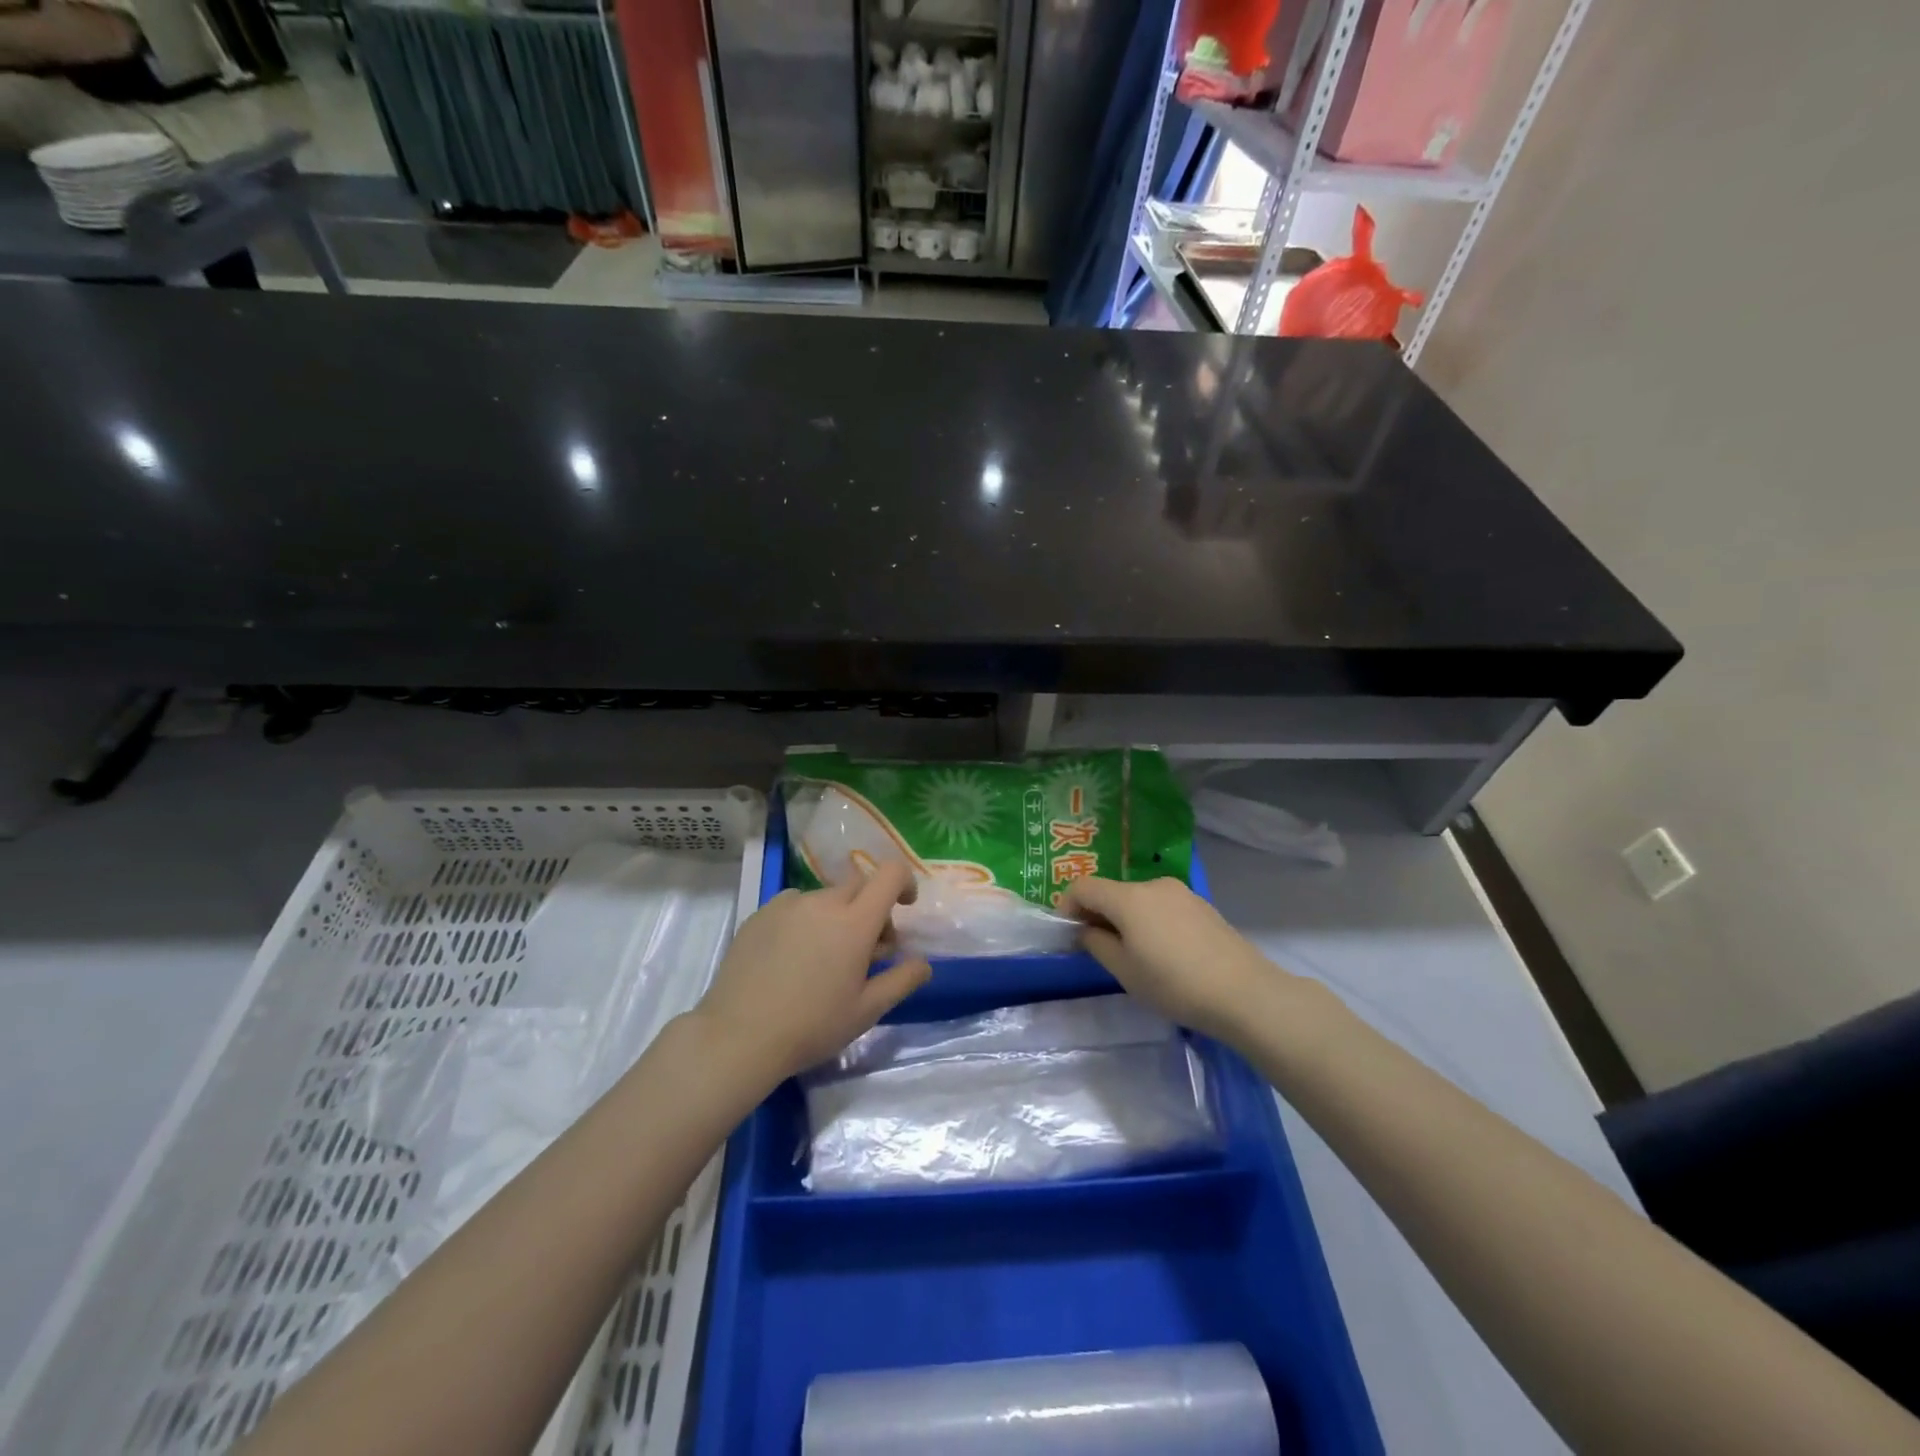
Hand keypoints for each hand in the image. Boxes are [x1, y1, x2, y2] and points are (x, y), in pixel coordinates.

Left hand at [692, 862, 929, 1085]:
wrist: (738, 1036)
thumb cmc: (812, 1026)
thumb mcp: (867, 1011)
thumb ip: (902, 980)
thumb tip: (924, 963)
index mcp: (855, 922)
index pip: (890, 874)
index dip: (904, 882)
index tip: (904, 907)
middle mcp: (823, 902)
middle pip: (859, 886)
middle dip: (871, 909)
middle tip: (866, 951)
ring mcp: (787, 904)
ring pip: (825, 897)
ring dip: (836, 916)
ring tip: (824, 959)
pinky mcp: (760, 914)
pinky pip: (794, 904)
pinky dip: (805, 920)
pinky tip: (792, 957)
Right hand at [1063, 876, 1286, 1045]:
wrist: (1243, 992)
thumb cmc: (1174, 984)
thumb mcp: (1124, 971)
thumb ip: (1096, 944)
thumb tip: (1085, 930)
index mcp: (1128, 897)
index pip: (1083, 887)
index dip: (1068, 906)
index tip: (1068, 934)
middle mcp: (1153, 885)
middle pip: (1112, 892)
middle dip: (1098, 915)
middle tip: (1099, 949)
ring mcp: (1181, 892)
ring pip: (1139, 899)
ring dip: (1126, 919)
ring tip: (1135, 955)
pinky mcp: (1201, 905)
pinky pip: (1163, 906)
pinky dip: (1151, 921)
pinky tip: (1165, 953)